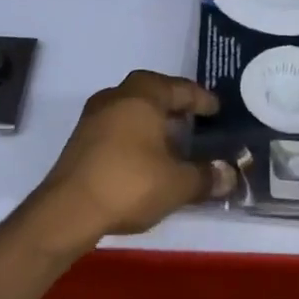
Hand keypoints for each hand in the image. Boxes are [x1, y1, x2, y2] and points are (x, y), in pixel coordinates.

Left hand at [32, 71, 235, 250]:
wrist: (68, 210)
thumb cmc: (130, 183)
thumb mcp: (177, 184)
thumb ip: (206, 176)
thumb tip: (229, 174)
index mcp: (142, 95)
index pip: (179, 88)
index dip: (201, 99)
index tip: (216, 109)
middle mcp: (116, 96)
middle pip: (151, 92)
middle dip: (174, 105)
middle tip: (194, 119)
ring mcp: (94, 117)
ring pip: (131, 108)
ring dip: (152, 120)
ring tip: (172, 140)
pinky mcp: (81, 139)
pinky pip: (117, 126)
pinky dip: (135, 135)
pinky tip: (145, 157)